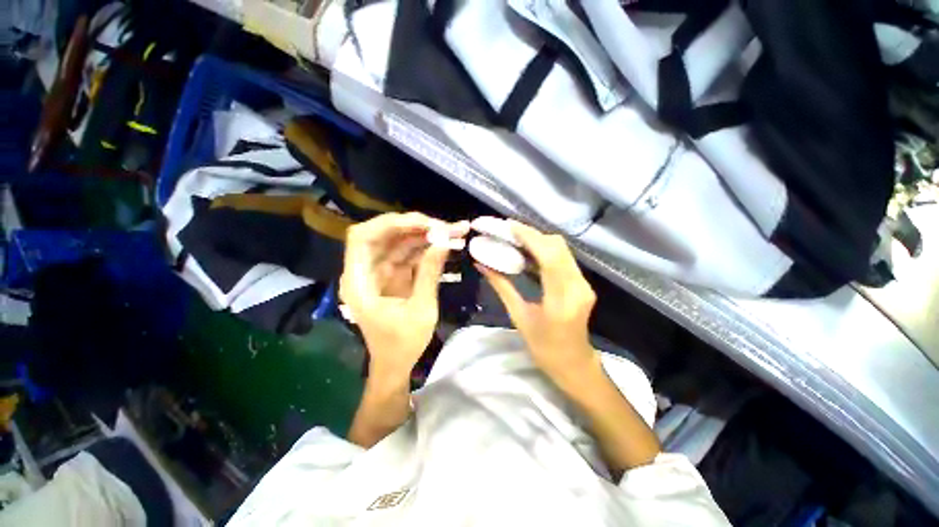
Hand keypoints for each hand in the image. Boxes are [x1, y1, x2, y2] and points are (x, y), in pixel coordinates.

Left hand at [340, 212, 468, 379]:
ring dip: (427, 235)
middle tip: (447, 226)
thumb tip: (443, 241)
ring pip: (401, 241)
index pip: (363, 238)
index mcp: (359, 282)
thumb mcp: (421, 310)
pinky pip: (410, 253)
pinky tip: (448, 243)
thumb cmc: (403, 344)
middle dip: (416, 226)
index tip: (423, 223)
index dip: (390, 224)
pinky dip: (428, 247)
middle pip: (385, 234)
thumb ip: (430, 273)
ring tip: (455, 231)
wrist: (396, 363)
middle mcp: (366, 271)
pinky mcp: (395, 274)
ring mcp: (381, 271)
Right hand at [477, 221, 599, 386]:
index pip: (549, 256)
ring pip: (562, 250)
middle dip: (532, 235)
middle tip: (509, 233)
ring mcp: (583, 284)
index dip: (529, 237)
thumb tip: (482, 265)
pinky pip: (564, 258)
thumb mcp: (519, 317)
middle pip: (558, 247)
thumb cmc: (543, 348)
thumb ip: (501, 287)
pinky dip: (545, 251)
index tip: (509, 226)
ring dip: (539, 241)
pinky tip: (529, 253)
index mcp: (561, 299)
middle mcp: (577, 286)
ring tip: (515, 240)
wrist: (574, 364)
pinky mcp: (582, 283)